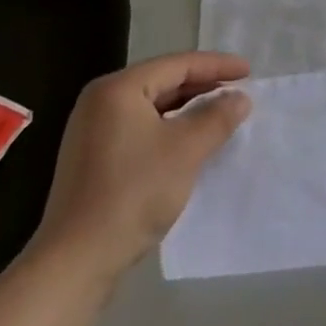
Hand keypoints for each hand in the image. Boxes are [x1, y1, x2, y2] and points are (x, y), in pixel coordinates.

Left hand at [29, 52, 252, 285]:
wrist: (75, 261)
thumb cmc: (133, 193)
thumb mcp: (186, 149)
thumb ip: (217, 117)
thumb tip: (240, 98)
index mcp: (118, 89)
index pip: (177, 65)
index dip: (217, 66)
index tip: (249, 72)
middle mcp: (100, 102)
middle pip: (163, 82)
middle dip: (203, 85)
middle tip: (238, 91)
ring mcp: (93, 132)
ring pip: (152, 107)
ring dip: (188, 108)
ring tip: (220, 113)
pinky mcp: (93, 159)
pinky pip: (141, 128)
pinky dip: (169, 128)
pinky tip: (191, 140)